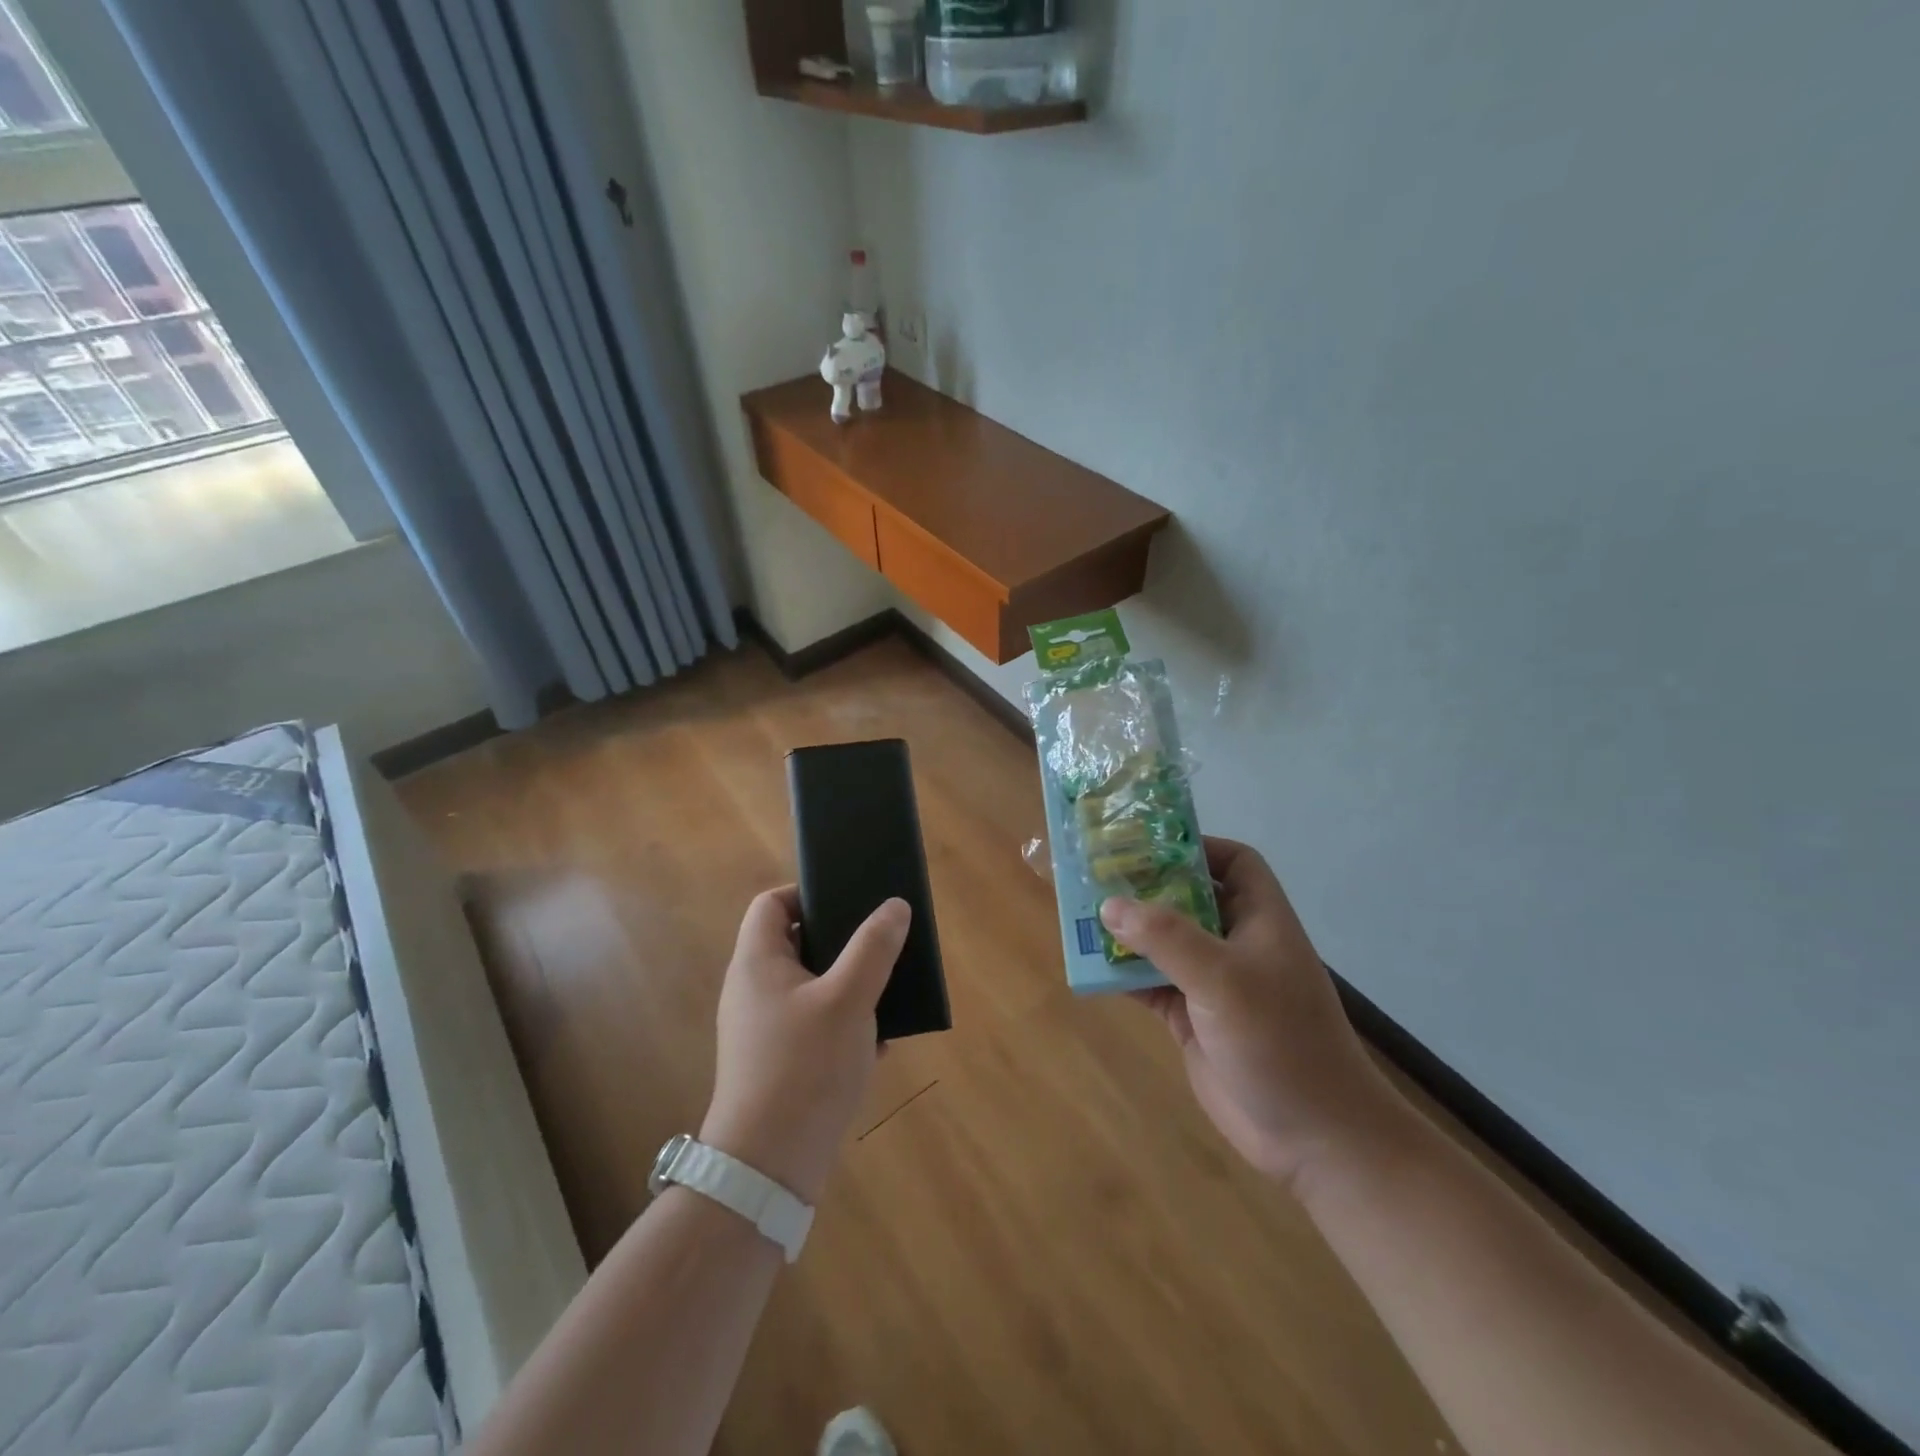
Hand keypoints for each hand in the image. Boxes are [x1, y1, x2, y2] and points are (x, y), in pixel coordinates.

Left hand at [700, 889, 909, 1203]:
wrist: (769, 1167)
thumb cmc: (805, 1067)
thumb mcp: (849, 999)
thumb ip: (874, 948)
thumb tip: (894, 906)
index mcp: (758, 963)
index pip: (772, 903)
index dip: (808, 892)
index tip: (850, 902)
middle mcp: (753, 990)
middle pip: (796, 943)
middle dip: (842, 941)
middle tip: (880, 943)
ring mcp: (762, 1030)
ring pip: (811, 988)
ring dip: (849, 985)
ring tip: (887, 989)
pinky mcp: (777, 1064)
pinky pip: (814, 1026)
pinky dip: (844, 1024)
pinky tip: (879, 1041)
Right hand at [1101, 838, 1403, 1188]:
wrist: (1313, 1137)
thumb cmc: (1280, 1040)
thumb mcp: (1223, 979)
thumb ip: (1166, 938)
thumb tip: (1110, 904)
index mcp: (1259, 919)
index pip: (1234, 863)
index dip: (1196, 847)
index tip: (1147, 844)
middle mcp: (1236, 944)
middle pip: (1187, 898)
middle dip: (1146, 887)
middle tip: (1096, 874)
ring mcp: (1213, 983)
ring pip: (1164, 942)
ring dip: (1127, 932)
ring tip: (1081, 914)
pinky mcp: (1193, 1018)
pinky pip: (1150, 984)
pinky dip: (1123, 975)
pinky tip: (1091, 967)